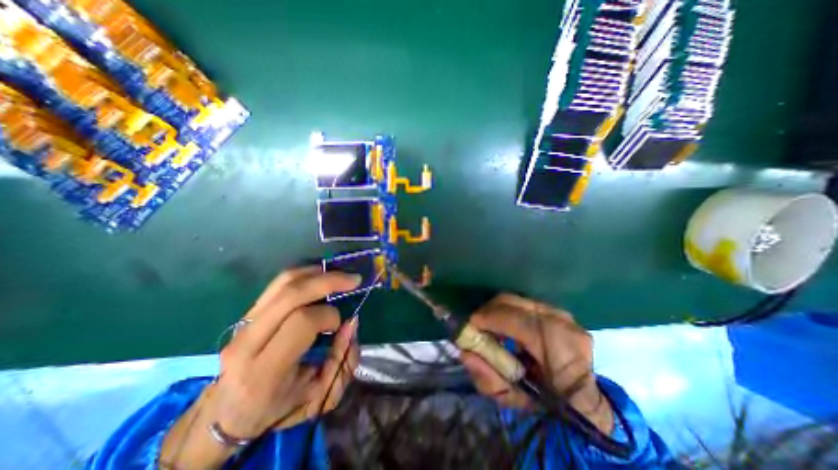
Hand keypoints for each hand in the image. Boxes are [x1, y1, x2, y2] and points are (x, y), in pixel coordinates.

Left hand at [161, 265, 361, 467]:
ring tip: (340, 275)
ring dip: (318, 273)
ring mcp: (244, 323)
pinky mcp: (247, 313)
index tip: (339, 325)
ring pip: (284, 282)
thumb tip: (351, 323)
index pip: (302, 322)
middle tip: (354, 280)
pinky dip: (305, 274)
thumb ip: (342, 361)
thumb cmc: (276, 409)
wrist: (226, 412)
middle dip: (329, 281)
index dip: (329, 316)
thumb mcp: (319, 397)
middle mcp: (249, 341)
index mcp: (265, 370)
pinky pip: (279, 283)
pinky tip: (322, 275)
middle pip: (292, 294)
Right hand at [461, 295, 612, 430]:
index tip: (469, 324)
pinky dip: (509, 311)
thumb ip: (487, 377)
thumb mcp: (513, 400)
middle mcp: (562, 323)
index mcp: (559, 347)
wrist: (583, 404)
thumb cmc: (548, 406)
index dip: (488, 318)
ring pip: (517, 300)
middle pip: (513, 302)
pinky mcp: (559, 312)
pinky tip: (505, 325)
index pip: (515, 319)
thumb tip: (464, 353)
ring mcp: (563, 315)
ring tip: (489, 326)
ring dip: (498, 310)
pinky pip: (525, 304)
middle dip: (488, 310)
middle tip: (475, 323)